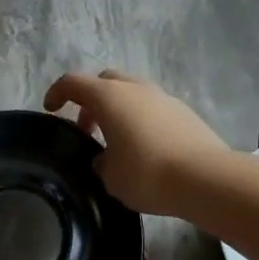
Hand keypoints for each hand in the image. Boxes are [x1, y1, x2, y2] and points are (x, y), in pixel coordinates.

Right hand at [43, 70, 231, 214]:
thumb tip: (106, 159)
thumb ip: (101, 163)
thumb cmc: (148, 174)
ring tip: (116, 141)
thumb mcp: (111, 177)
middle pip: (104, 81)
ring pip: (131, 92)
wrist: (207, 178)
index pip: (73, 83)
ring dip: (118, 109)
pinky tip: (145, 147)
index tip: (51, 109)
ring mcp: (162, 96)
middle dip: (91, 100)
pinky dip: (141, 118)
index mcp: (109, 97)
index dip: (57, 92)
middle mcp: (134, 88)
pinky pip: (152, 107)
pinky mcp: (183, 111)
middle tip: (87, 128)